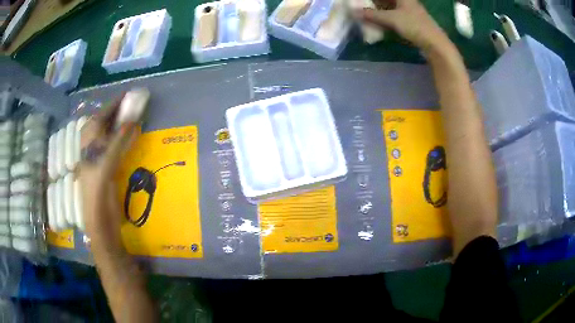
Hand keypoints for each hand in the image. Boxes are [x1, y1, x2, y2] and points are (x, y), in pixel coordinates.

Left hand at [79, 95, 139, 247]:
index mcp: (88, 146)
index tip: (127, 94)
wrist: (100, 223)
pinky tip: (131, 139)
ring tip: (132, 117)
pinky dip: (122, 141)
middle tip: (131, 104)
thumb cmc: (98, 194)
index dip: (113, 105)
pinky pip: (115, 149)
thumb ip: (118, 142)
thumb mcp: (106, 165)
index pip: (100, 118)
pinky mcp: (107, 170)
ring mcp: (99, 160)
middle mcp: (92, 149)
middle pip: (103, 125)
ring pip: (108, 136)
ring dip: (119, 126)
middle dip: (116, 113)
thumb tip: (133, 120)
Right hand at [355, 0, 449, 51]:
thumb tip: (353, 12)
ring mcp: (409, 12)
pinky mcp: (411, 22)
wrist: (435, 44)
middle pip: (387, 0)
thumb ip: (372, 15)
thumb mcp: (391, 19)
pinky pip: (394, 16)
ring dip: (379, 11)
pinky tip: (379, 23)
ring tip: (367, 14)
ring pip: (390, 7)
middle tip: (362, 7)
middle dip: (374, 3)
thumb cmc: (414, 26)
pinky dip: (385, 18)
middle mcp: (406, 1)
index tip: (362, 2)